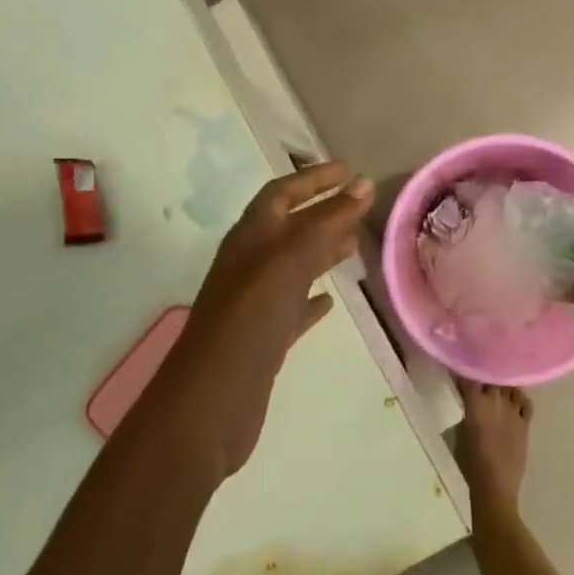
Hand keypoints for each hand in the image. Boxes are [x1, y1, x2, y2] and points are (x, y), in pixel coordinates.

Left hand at [143, 161, 373, 479]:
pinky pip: (293, 307)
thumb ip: (325, 223)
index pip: (282, 194)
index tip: (351, 171)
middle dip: (323, 211)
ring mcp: (255, 304)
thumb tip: (363, 184)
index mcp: (249, 239)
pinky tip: (331, 299)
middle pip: (289, 227)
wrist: (210, 403)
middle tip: (361, 204)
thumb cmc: (248, 321)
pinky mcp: (264, 339)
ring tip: (356, 243)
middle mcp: (249, 265)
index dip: (314, 178)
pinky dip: (313, 298)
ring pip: (294, 266)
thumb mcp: (288, 262)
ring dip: (322, 250)